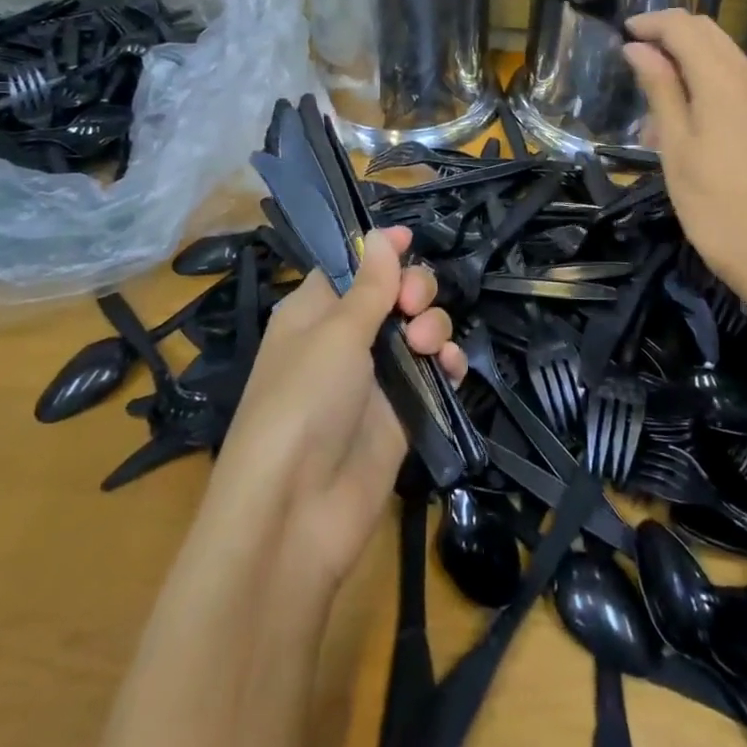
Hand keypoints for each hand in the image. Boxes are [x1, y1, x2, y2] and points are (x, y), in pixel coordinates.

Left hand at [209, 226, 465, 594]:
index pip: (353, 266)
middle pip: (394, 292)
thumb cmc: (304, 401)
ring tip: (427, 345)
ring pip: (419, 328)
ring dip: (434, 325)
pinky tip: (450, 367)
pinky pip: (433, 371)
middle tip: (412, 305)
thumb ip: (370, 284)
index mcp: (315, 311)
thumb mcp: (335, 333)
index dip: (380, 250)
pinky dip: (446, 362)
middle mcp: (345, 338)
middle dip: (414, 288)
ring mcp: (376, 376)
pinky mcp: (402, 412)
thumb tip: (381, 234)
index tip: (409, 239)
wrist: (296, 512)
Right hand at [622, 9, 746, 285]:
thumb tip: (637, 47)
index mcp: (724, 81)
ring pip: (726, 57)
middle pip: (710, 33)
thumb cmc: (709, 201)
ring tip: (656, 101)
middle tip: (636, 55)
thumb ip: (660, 87)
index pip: (685, 28)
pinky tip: (691, 120)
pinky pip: (741, 84)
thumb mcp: (674, 143)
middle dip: (671, 34)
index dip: (652, 23)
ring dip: (690, 60)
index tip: (623, 33)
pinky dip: (711, 83)